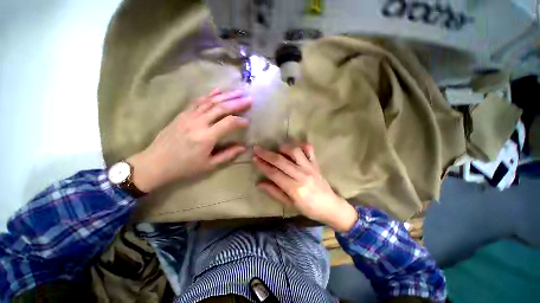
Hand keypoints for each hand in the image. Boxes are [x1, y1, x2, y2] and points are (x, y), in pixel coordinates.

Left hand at [128, 89, 251, 192]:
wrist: (155, 163)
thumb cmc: (184, 167)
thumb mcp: (209, 165)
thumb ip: (228, 155)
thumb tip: (243, 147)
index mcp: (206, 137)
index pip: (228, 123)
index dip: (240, 121)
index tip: (248, 122)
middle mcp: (198, 123)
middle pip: (221, 108)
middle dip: (237, 102)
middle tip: (249, 98)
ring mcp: (189, 116)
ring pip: (211, 101)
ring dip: (226, 95)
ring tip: (239, 91)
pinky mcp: (182, 114)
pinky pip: (198, 101)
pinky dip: (209, 94)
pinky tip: (218, 90)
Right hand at [253, 144, 357, 232]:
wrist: (331, 207)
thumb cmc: (309, 209)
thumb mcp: (290, 205)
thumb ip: (275, 192)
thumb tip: (260, 183)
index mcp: (295, 189)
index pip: (274, 173)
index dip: (263, 165)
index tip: (254, 159)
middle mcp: (302, 175)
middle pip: (281, 161)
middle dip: (267, 154)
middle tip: (256, 148)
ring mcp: (310, 168)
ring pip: (295, 152)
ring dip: (283, 147)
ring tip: (276, 148)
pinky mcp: (316, 164)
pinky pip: (309, 150)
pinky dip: (301, 145)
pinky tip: (295, 146)